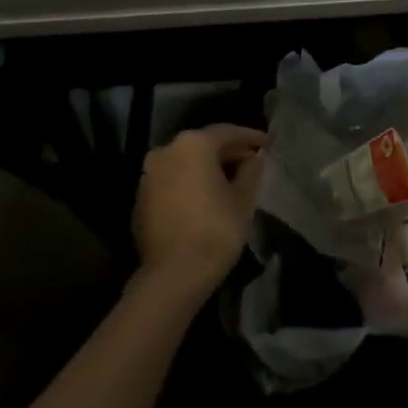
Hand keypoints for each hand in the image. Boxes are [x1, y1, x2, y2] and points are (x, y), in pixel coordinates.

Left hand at [133, 125, 265, 293]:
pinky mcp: (141, 199)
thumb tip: (254, 158)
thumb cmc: (216, 229)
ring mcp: (148, 175)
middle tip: (251, 163)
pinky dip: (189, 184)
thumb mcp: (243, 198)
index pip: (227, 132)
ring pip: (185, 163)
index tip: (267, 144)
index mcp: (193, 144)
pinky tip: (205, 199)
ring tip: (230, 181)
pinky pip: (172, 182)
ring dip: (207, 168)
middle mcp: (166, 151)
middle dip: (228, 153)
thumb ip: (251, 170)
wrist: (173, 275)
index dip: (250, 138)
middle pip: (203, 145)